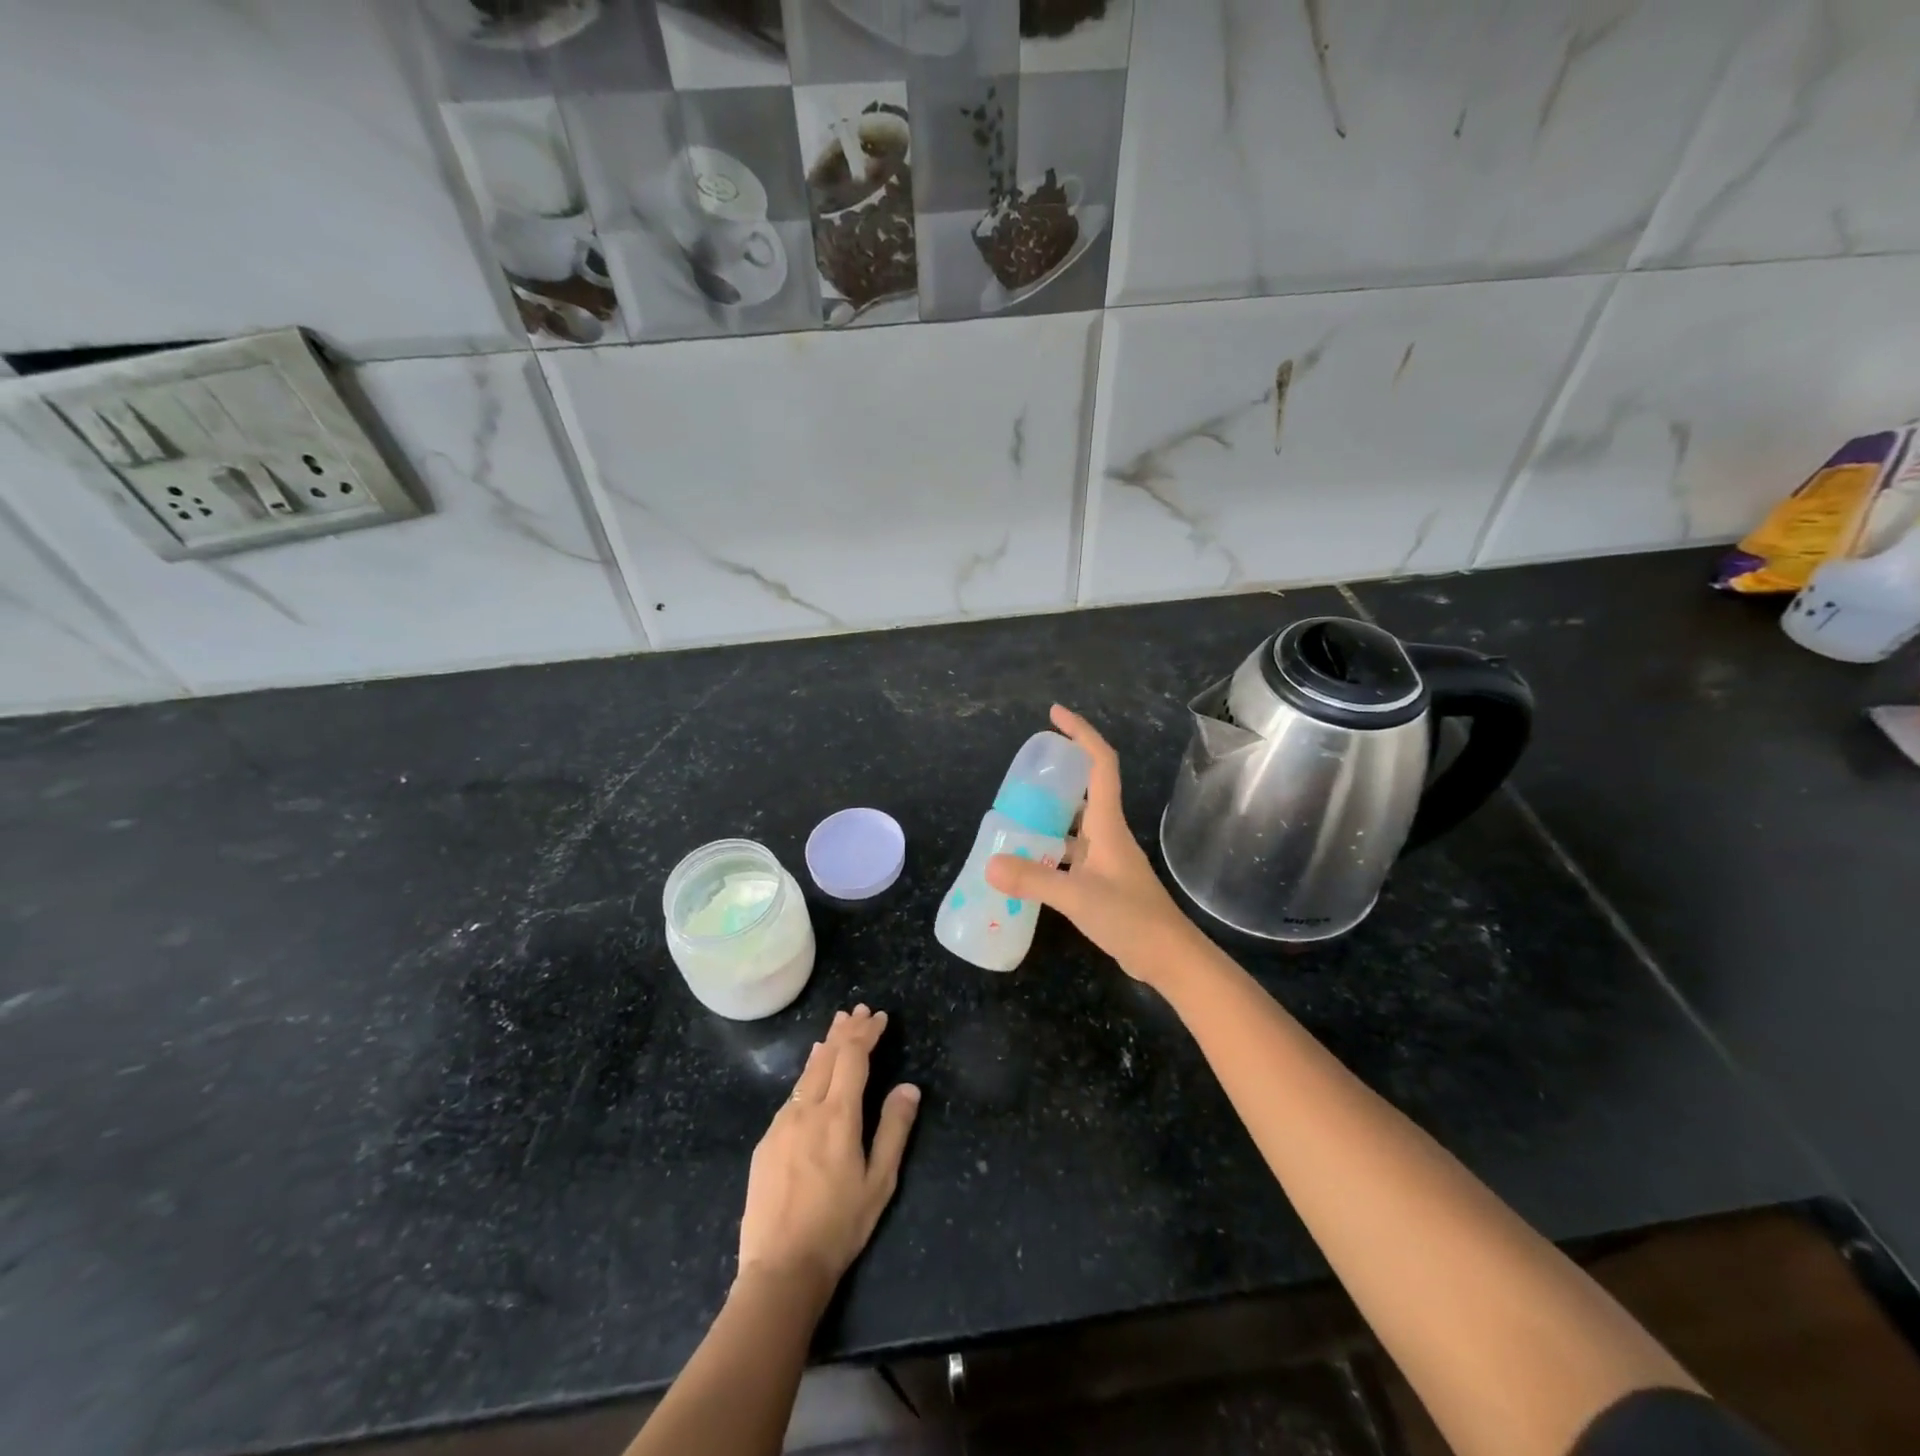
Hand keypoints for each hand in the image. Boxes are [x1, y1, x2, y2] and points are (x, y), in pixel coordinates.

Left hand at [736, 1006, 919, 1306]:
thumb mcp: (880, 1182)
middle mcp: (807, 1110)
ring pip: (807, 1073)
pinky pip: (792, 1095)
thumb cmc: (839, 1226)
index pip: (853, 1057)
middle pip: (827, 1056)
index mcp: (838, 1116)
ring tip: (837, 1028)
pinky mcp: (766, 1142)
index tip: (880, 1017)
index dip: (867, 1033)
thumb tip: (909, 1087)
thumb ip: (894, 1129)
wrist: (781, 1269)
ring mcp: (782, 1124)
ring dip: (825, 1046)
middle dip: (845, 1030)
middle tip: (859, 1010)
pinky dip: (808, 1073)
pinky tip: (811, 1073)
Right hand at [986, 705, 1195, 984]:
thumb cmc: (1131, 918)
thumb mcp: (1077, 897)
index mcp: (1107, 824)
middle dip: (1056, 774)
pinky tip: (1025, 863)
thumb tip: (990, 863)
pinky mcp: (1101, 881)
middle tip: (1020, 773)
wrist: (1169, 958)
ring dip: (1047, 816)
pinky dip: (1047, 851)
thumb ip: (1034, 879)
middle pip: (1084, 789)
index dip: (1080, 733)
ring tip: (1012, 816)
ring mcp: (1105, 858)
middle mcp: (1106, 834)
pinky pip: (1069, 853)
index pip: (1099, 763)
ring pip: (1073, 824)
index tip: (1054, 714)